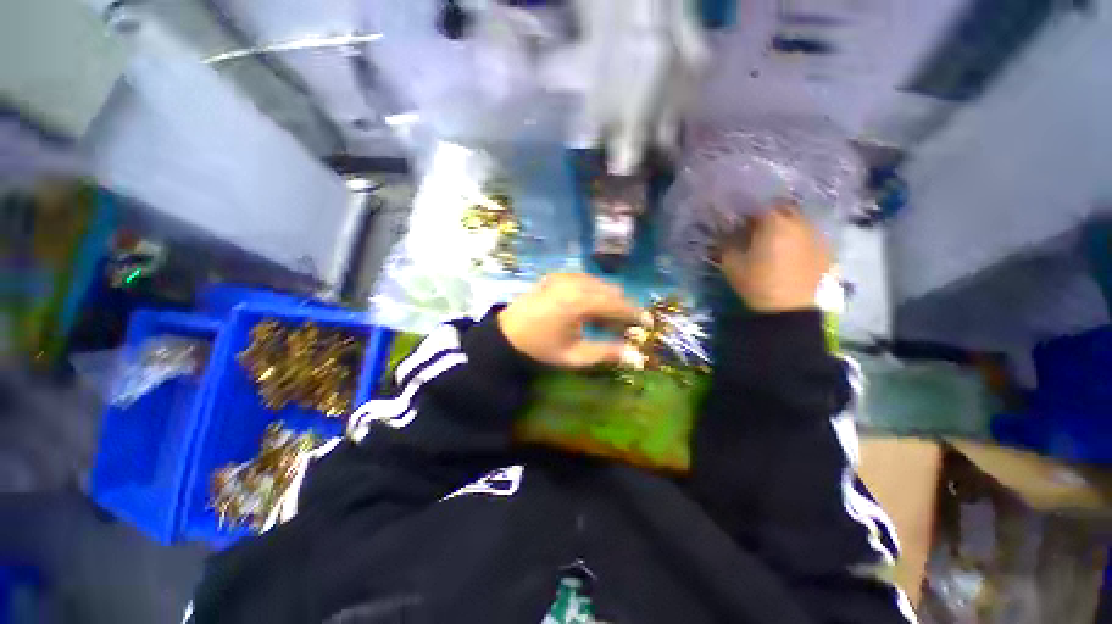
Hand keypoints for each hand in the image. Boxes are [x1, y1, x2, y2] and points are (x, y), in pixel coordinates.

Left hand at [498, 274, 646, 367]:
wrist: (506, 336)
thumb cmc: (541, 349)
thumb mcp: (574, 356)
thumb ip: (607, 353)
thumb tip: (637, 357)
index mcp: (579, 302)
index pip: (617, 304)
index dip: (635, 314)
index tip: (647, 324)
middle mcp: (575, 282)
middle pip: (611, 290)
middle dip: (622, 308)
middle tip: (623, 328)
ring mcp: (564, 275)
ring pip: (599, 283)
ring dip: (608, 299)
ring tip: (604, 321)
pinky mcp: (557, 275)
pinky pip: (585, 279)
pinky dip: (594, 292)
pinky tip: (588, 309)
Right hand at [720, 202, 830, 312]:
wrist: (789, 309)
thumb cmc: (757, 283)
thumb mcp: (731, 264)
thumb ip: (727, 244)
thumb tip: (726, 234)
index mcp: (774, 222)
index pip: (759, 206)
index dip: (748, 214)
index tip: (739, 225)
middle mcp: (799, 222)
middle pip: (783, 209)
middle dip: (770, 216)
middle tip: (757, 230)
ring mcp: (816, 235)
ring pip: (799, 221)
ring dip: (786, 226)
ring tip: (775, 242)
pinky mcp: (826, 250)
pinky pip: (810, 236)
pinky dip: (799, 239)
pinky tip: (791, 254)